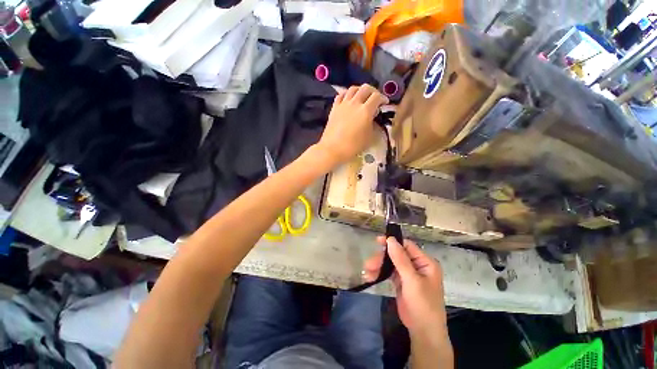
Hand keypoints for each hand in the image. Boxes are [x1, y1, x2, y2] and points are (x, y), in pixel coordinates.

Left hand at [316, 84, 387, 167]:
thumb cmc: (353, 146)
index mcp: (366, 110)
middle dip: (373, 91)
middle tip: (375, 98)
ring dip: (360, 90)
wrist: (333, 149)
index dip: (383, 98)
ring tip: (362, 97)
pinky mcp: (334, 108)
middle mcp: (355, 103)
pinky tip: (348, 99)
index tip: (385, 103)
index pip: (377, 97)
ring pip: (353, 89)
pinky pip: (341, 95)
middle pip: (366, 88)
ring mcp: (343, 104)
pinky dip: (347, 94)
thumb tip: (373, 119)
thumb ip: (373, 125)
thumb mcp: (369, 138)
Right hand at [363, 236, 446, 336]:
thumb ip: (400, 259)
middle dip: (382, 258)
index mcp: (425, 262)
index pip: (407, 246)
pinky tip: (370, 276)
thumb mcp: (412, 281)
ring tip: (366, 271)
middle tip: (368, 263)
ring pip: (391, 263)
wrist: (423, 332)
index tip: (377, 241)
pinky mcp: (401, 282)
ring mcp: (408, 274)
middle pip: (396, 255)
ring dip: (379, 266)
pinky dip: (380, 274)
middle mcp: (417, 265)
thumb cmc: (423, 304)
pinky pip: (389, 273)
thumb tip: (390, 239)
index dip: (392, 242)